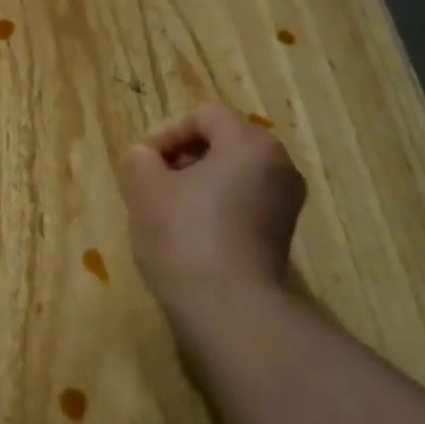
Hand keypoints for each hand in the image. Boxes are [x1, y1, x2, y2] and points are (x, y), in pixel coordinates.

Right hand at [118, 102, 306, 313]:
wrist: (227, 307)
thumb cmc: (184, 236)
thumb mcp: (144, 189)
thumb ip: (139, 160)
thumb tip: (145, 158)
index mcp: (250, 145)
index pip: (205, 115)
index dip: (167, 132)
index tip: (143, 163)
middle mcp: (278, 166)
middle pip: (223, 141)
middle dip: (182, 156)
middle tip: (152, 182)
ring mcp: (285, 203)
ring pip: (233, 173)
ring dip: (196, 182)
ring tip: (166, 208)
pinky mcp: (280, 234)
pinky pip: (243, 201)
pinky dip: (215, 206)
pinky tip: (189, 233)